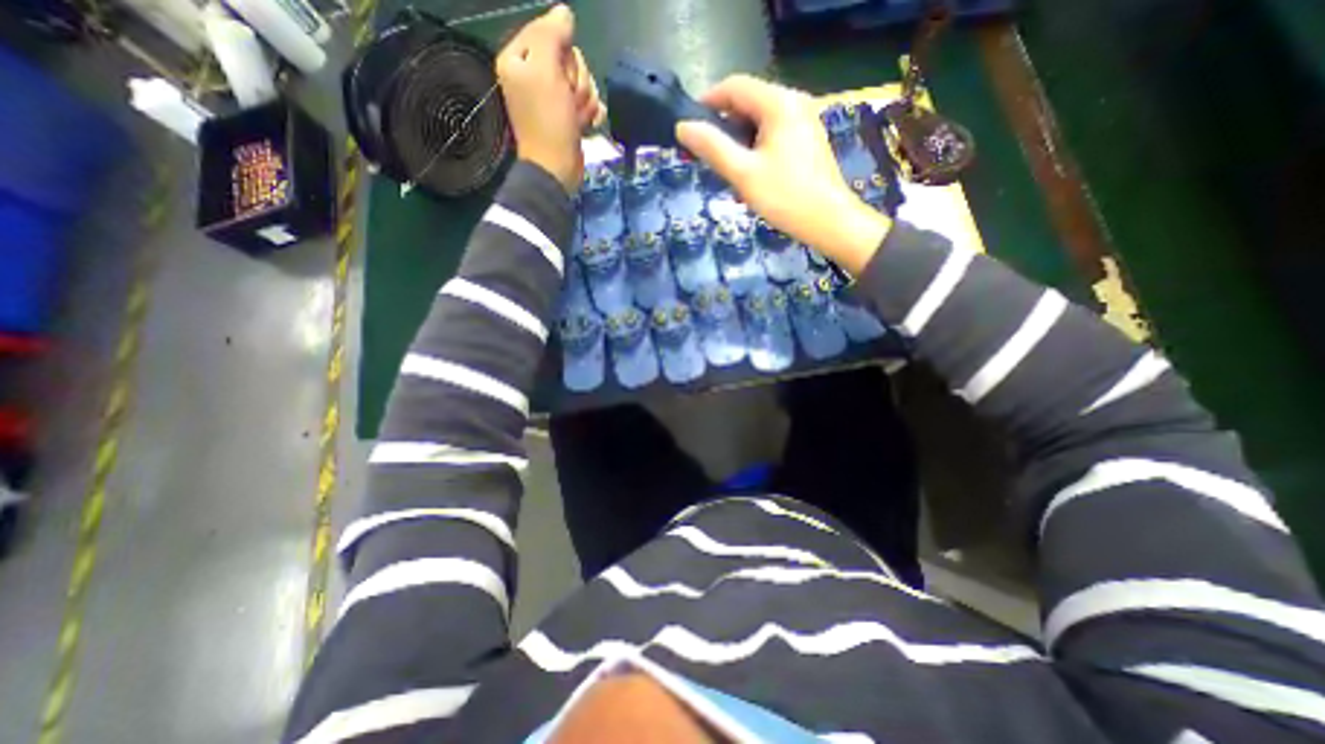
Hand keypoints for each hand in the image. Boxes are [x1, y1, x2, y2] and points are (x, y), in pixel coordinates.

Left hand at [493, 5, 602, 192]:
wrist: (557, 168)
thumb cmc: (548, 122)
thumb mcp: (545, 72)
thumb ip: (551, 35)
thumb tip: (564, 12)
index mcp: (520, 59)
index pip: (550, 33)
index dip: (562, 54)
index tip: (560, 76)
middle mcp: (535, 75)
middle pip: (570, 58)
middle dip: (577, 81)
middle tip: (568, 101)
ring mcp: (554, 98)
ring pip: (583, 82)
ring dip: (585, 100)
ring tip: (576, 118)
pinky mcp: (569, 116)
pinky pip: (589, 103)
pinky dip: (591, 114)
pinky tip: (587, 124)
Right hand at [683, 74, 890, 273]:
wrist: (829, 221)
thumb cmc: (785, 197)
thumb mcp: (743, 174)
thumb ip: (712, 147)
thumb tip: (682, 127)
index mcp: (778, 102)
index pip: (734, 86)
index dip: (707, 102)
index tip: (688, 128)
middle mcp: (794, 101)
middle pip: (747, 102)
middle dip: (723, 126)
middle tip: (706, 156)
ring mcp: (804, 119)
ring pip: (760, 120)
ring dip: (739, 140)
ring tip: (727, 170)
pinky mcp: (807, 138)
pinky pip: (773, 133)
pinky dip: (755, 147)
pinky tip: (750, 174)